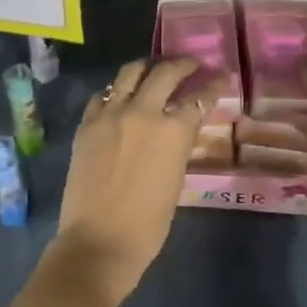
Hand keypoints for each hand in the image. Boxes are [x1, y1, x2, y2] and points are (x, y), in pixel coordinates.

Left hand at [51, 57, 223, 306]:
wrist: (98, 241)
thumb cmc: (147, 224)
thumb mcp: (175, 180)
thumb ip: (177, 147)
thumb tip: (178, 130)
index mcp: (172, 131)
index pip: (199, 98)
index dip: (212, 86)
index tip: (219, 76)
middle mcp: (142, 112)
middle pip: (165, 73)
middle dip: (181, 65)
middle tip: (190, 65)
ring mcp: (110, 114)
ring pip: (130, 73)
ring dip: (146, 68)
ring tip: (153, 70)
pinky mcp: (87, 123)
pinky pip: (103, 95)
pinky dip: (115, 92)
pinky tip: (119, 97)